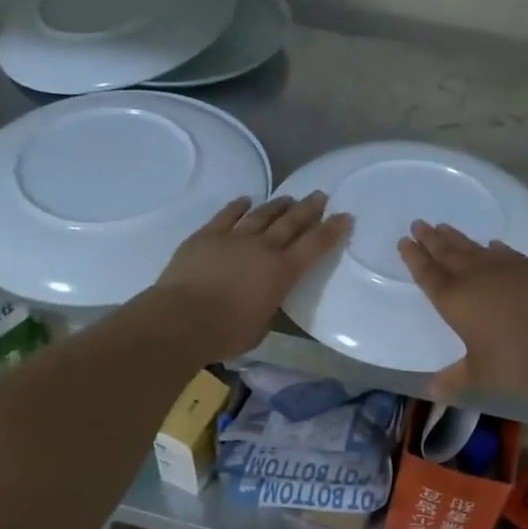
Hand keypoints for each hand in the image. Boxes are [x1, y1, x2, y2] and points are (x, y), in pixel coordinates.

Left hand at [153, 193, 351, 358]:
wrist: (183, 318)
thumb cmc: (227, 332)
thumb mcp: (261, 326)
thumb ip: (268, 306)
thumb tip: (264, 299)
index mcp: (282, 272)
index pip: (315, 246)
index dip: (332, 230)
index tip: (345, 217)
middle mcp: (263, 248)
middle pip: (291, 222)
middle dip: (308, 208)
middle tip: (320, 196)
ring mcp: (233, 238)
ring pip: (261, 215)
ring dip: (277, 205)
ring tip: (288, 198)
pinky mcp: (206, 236)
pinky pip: (226, 215)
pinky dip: (237, 206)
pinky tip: (245, 200)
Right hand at [398, 221, 527, 397]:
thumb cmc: (512, 363)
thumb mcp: (478, 374)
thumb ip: (453, 379)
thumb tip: (432, 392)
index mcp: (453, 300)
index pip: (427, 273)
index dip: (414, 257)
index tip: (405, 241)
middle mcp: (474, 277)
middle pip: (446, 252)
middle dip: (430, 238)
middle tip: (419, 223)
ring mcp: (503, 268)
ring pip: (473, 247)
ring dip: (457, 237)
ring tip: (444, 226)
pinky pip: (505, 253)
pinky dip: (494, 248)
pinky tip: (492, 244)